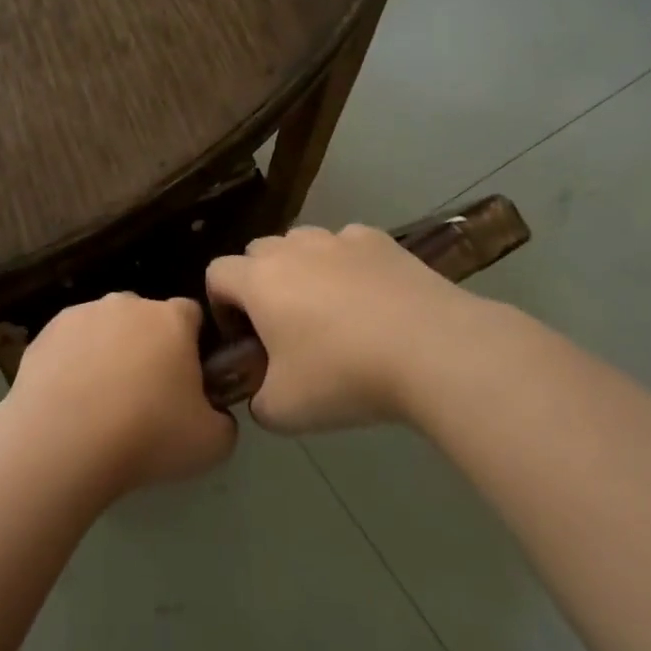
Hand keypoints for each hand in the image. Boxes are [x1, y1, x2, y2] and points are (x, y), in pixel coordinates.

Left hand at [6, 293, 236, 495]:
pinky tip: (69, 401)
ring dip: (107, 352)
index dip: (194, 344)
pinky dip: (72, 363)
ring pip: (104, 328)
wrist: (63, 440)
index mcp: (171, 319)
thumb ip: (223, 420)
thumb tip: (213, 414)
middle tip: (145, 395)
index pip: (192, 315)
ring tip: (101, 402)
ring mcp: (81, 314)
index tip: (189, 379)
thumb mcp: (212, 443)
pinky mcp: (45, 333)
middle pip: (145, 318)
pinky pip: (69, 344)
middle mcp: (126, 304)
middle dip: (148, 346)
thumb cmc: (147, 435)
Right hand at [205, 224, 504, 434]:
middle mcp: (292, 249)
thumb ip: (257, 401)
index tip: (244, 339)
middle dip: (259, 283)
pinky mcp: (381, 241)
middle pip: (257, 252)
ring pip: (302, 244)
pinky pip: (348, 245)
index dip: (221, 305)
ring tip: (329, 310)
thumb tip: (262, 395)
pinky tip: (370, 298)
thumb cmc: (344, 376)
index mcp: (258, 280)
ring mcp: (339, 239)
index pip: (216, 274)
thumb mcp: (284, 411)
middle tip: (283, 327)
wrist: (434, 350)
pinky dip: (348, 265)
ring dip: (302, 269)